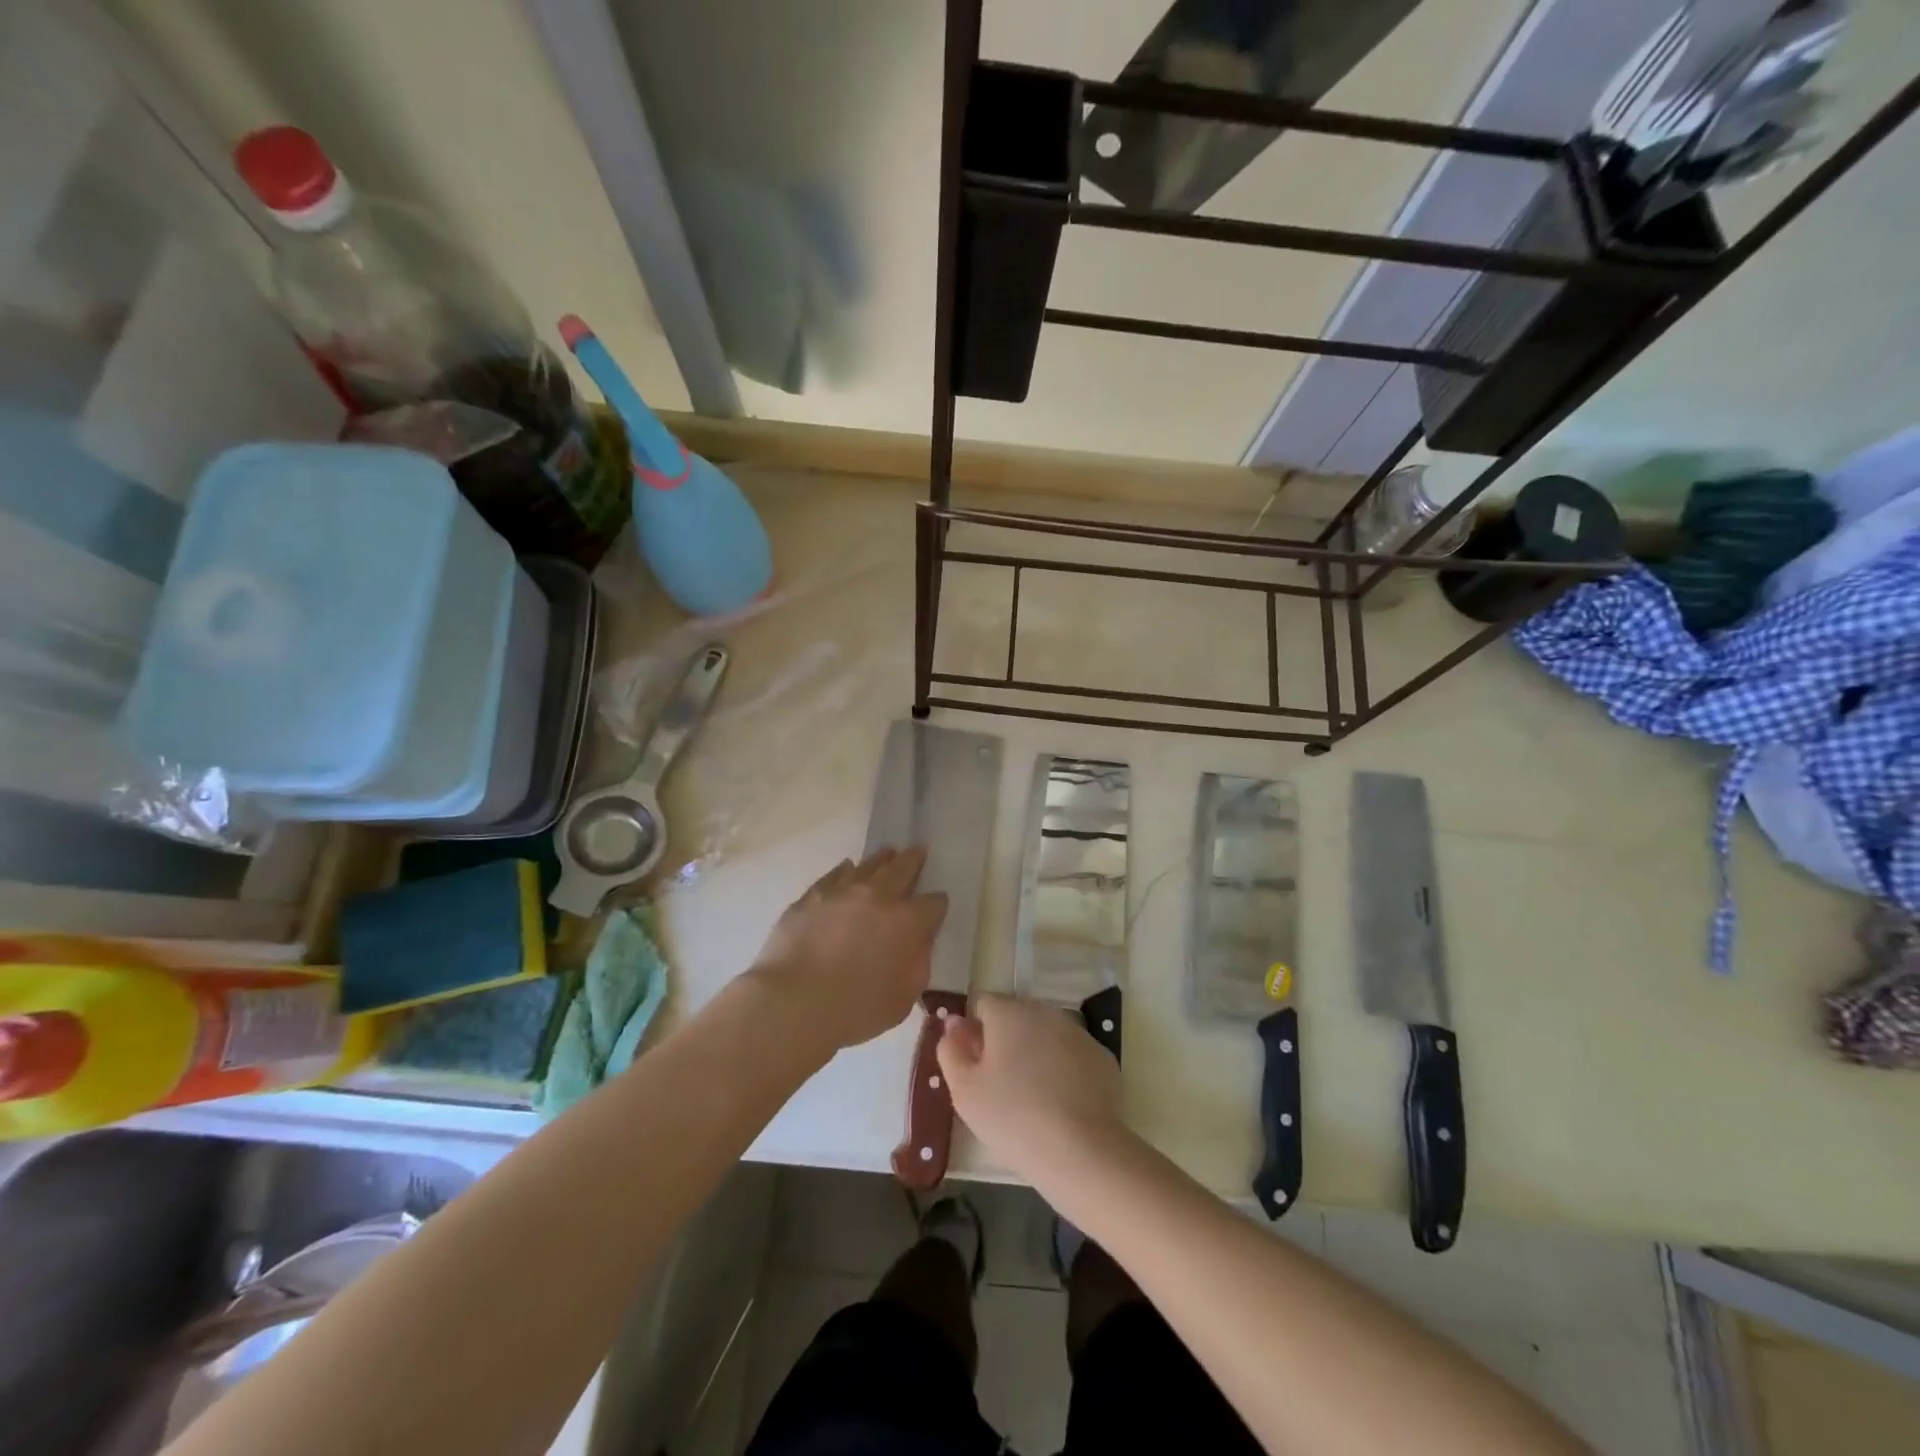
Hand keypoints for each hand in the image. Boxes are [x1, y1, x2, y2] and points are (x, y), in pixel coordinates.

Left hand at [750, 847, 947, 1053]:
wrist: (794, 1002)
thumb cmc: (855, 1009)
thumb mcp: (903, 998)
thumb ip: (918, 965)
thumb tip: (920, 943)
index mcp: (907, 922)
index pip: (933, 903)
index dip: (938, 904)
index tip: (937, 905)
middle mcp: (878, 897)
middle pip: (902, 868)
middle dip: (914, 860)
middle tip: (919, 850)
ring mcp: (842, 891)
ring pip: (868, 865)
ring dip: (882, 859)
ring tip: (888, 852)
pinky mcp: (812, 896)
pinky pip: (835, 874)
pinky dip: (846, 870)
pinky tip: (848, 868)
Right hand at [936, 994, 1127, 1181]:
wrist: (1082, 1152)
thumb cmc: (1012, 1117)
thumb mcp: (965, 1090)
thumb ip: (951, 1050)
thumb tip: (953, 1025)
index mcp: (1008, 1012)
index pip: (983, 1004)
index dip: (974, 1032)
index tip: (974, 1066)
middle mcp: (1045, 1012)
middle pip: (1016, 1017)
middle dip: (1005, 1041)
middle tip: (999, 1085)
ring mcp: (1078, 1033)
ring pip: (1045, 1035)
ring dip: (1035, 1054)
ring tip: (1031, 1098)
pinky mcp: (1102, 1058)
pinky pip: (1072, 1056)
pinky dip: (1063, 1070)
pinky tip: (1060, 1104)